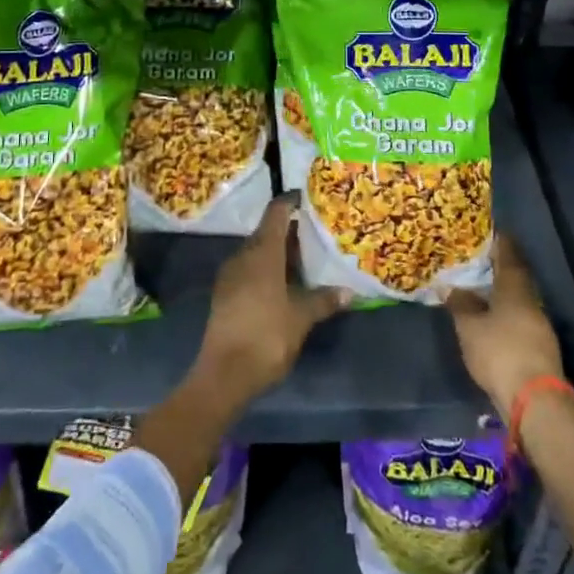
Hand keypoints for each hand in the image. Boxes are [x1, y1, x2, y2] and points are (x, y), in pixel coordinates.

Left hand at [195, 195, 350, 402]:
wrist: (224, 374)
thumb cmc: (267, 336)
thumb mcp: (301, 317)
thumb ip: (324, 300)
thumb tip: (349, 291)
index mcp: (262, 251)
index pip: (276, 212)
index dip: (291, 202)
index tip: (308, 199)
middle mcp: (243, 255)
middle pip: (267, 232)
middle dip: (290, 232)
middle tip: (316, 235)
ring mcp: (230, 275)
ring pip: (257, 252)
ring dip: (278, 253)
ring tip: (304, 261)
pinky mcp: (224, 294)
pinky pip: (249, 270)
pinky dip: (266, 270)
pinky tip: (283, 285)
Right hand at [447, 233, 565, 417]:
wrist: (534, 401)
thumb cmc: (499, 351)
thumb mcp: (470, 326)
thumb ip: (460, 303)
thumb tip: (449, 285)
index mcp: (515, 287)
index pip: (508, 253)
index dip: (498, 240)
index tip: (484, 231)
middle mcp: (530, 300)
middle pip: (514, 276)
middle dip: (497, 267)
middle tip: (475, 260)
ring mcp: (538, 325)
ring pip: (517, 298)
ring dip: (500, 292)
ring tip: (477, 289)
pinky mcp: (538, 347)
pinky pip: (518, 319)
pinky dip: (503, 313)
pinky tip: (489, 319)